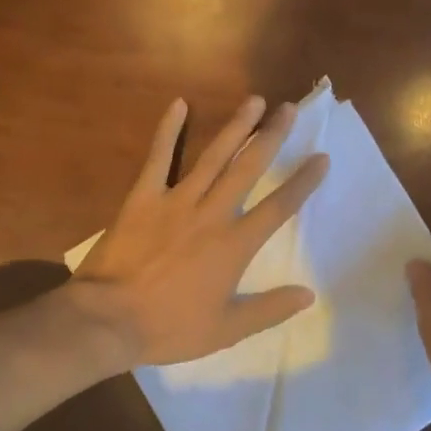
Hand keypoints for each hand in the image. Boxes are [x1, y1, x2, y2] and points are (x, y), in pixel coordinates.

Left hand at [68, 97, 328, 368]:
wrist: (109, 319)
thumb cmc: (169, 327)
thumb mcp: (226, 330)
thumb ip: (269, 309)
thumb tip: (308, 294)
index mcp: (234, 245)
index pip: (279, 208)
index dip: (303, 182)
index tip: (321, 157)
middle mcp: (211, 214)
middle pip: (248, 168)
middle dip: (271, 137)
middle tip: (289, 108)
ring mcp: (176, 201)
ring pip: (213, 156)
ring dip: (235, 127)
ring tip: (254, 100)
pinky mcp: (143, 197)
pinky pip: (159, 158)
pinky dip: (168, 130)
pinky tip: (179, 104)